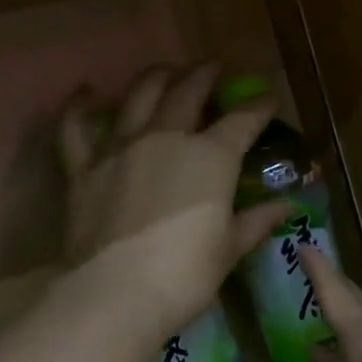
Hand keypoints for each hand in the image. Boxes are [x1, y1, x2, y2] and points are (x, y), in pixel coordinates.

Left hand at [61, 64, 289, 340]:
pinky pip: (76, 127)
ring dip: (156, 77)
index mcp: (211, 157)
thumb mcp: (228, 249)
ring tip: (167, 70)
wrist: (116, 293)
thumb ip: (255, 222)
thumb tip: (285, 206)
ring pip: (139, 96)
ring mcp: (121, 148)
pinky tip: (85, 90)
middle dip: (205, 75)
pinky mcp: (84, 167)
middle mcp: (167, 138)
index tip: (270, 98)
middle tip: (214, 68)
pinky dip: (79, 106)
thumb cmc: (185, 275)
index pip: (243, 120)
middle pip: (189, 92)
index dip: (260, 106)